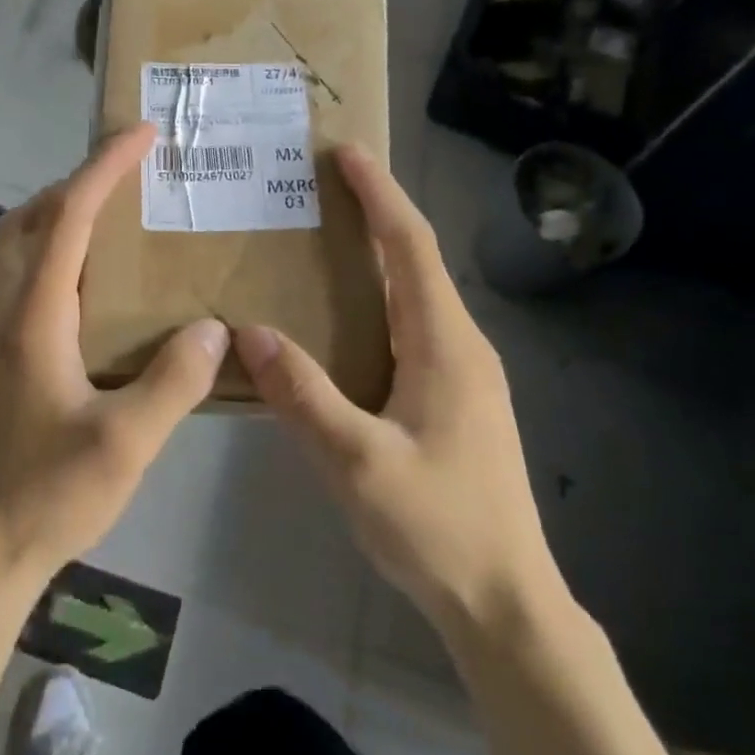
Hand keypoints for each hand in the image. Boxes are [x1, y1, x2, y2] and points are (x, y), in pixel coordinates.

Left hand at [0, 123, 227, 587]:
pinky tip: (100, 286)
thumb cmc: (48, 492)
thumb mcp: (125, 443)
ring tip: (118, 217)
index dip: (104, 168)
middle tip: (129, 176)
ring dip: (62, 215)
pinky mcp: (4, 356)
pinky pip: (28, 279)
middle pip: (30, 219)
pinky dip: (60, 254)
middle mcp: (9, 310)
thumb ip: (173, 381)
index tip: (142, 134)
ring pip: (21, 247)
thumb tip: (214, 329)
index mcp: (35, 315)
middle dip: (76, 182)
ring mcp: (0, 333)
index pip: (68, 217)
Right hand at [234, 145, 560, 628]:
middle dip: (376, 214)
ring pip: (415, 295)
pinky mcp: (454, 400)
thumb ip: (302, 393)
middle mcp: (460, 346)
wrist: (505, 601)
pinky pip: (411, 328)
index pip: (411, 246)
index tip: (346, 152)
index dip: (379, 194)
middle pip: (416, 260)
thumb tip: (249, 330)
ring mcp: (463, 375)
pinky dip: (377, 300)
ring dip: (377, 257)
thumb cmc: (436, 526)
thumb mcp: (357, 461)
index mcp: (445, 345)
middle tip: (321, 187)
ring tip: (323, 240)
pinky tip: (342, 320)